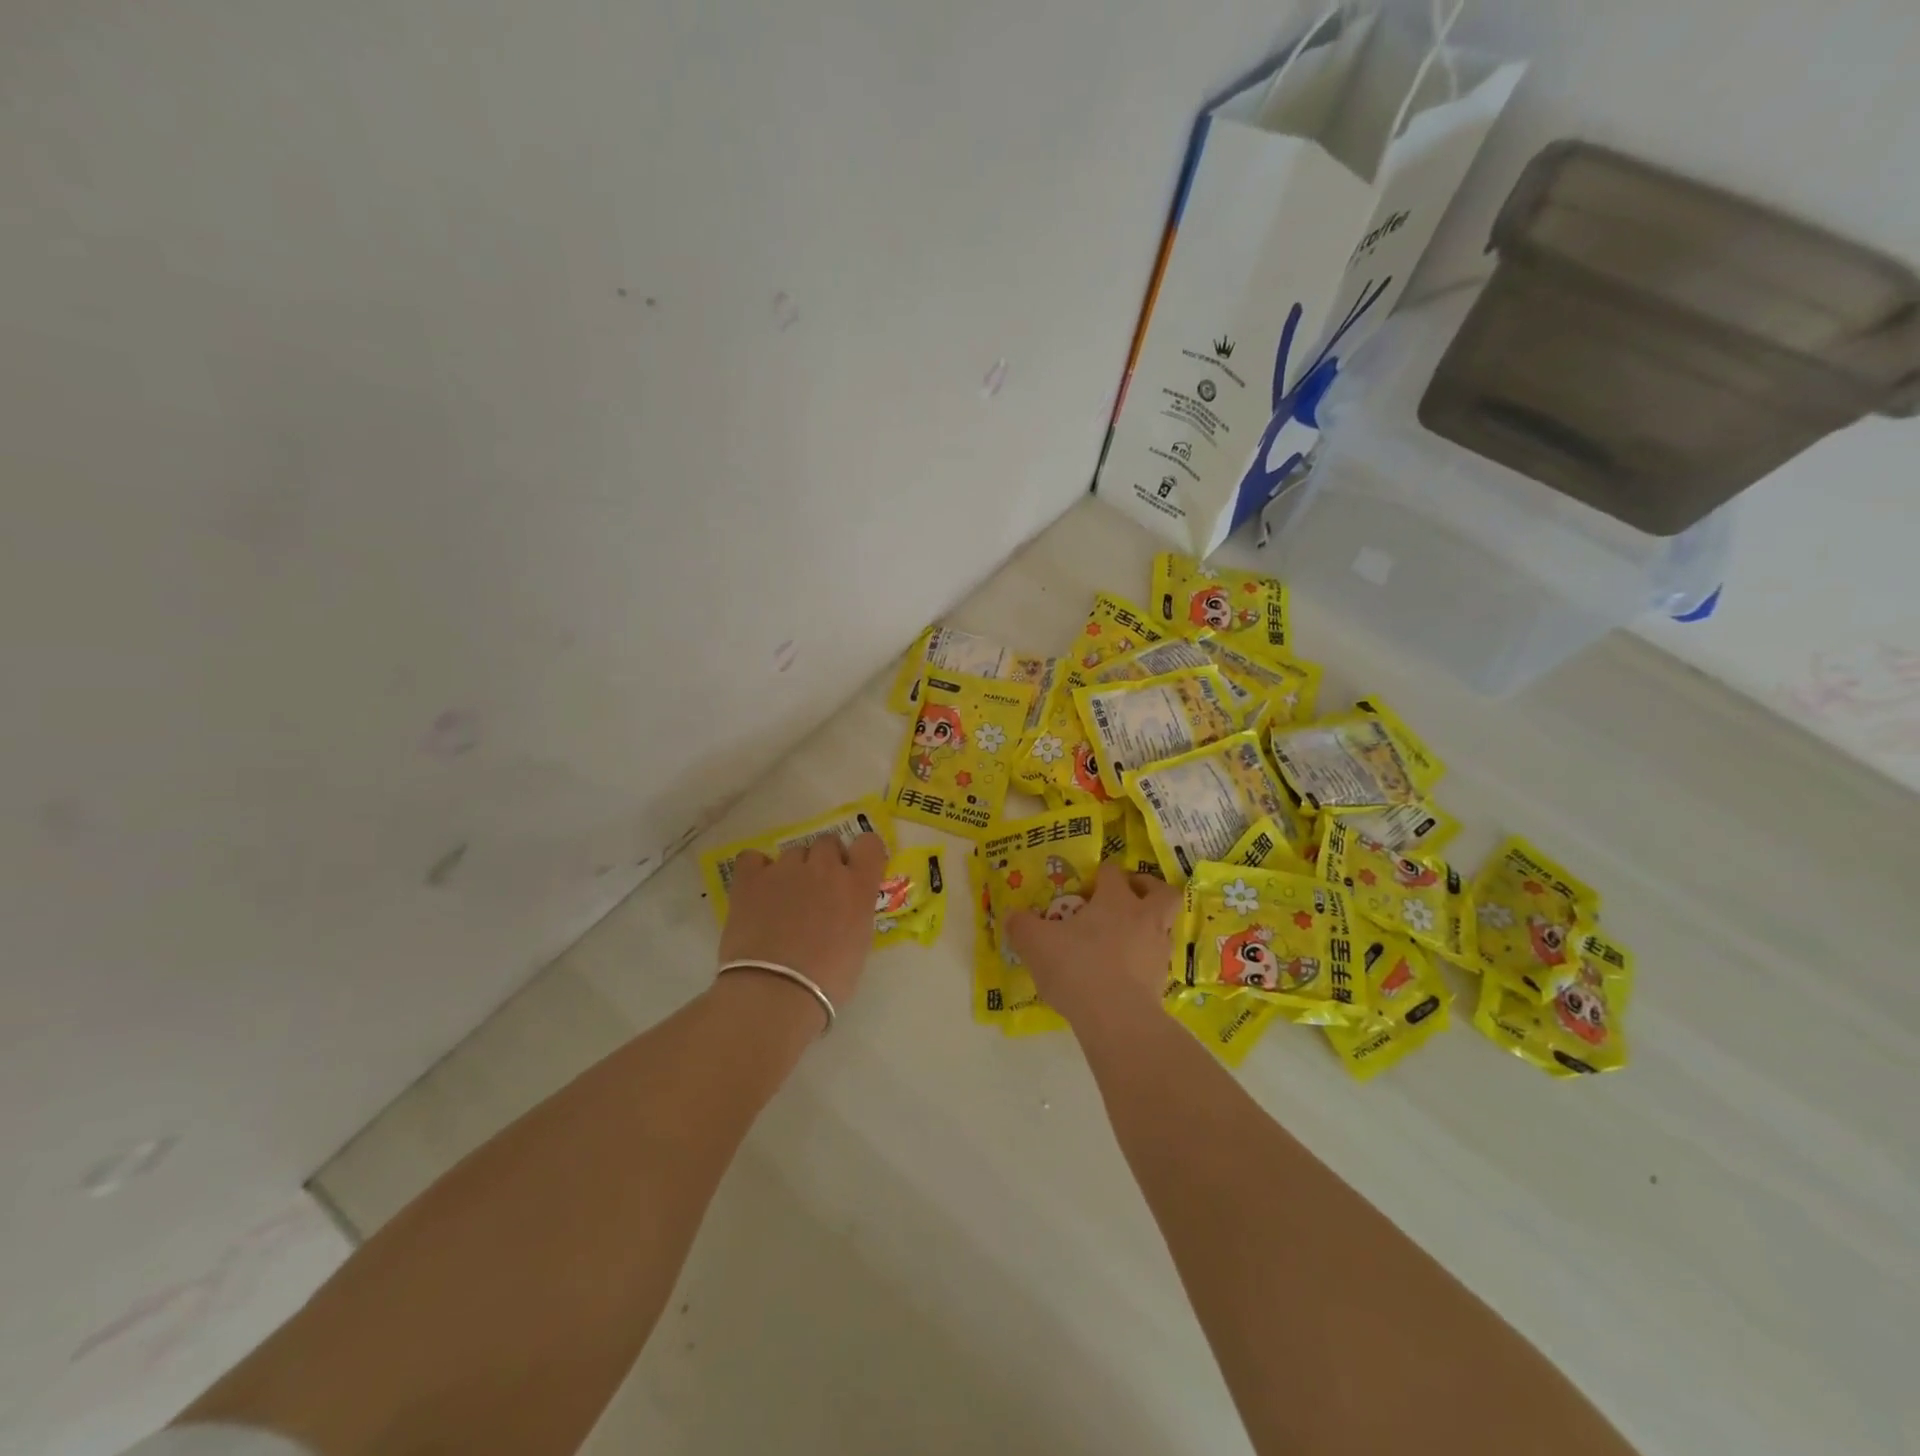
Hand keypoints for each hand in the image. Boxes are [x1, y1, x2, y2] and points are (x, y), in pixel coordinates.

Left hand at [718, 833, 886, 1011]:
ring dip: (793, 871)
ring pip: (793, 853)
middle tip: (817, 894)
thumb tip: (843, 906)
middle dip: (824, 863)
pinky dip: (756, 870)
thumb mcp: (859, 943)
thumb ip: (855, 911)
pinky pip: (753, 858)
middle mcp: (825, 867)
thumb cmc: (827, 981)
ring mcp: (785, 869)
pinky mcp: (750, 878)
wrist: (775, 992)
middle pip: (828, 843)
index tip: (853, 873)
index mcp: (857, 885)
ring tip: (782, 902)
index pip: (869, 844)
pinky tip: (756, 891)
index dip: (861, 856)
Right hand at [1005, 862, 1179, 1029]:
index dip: (1101, 874)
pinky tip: (1121, 971)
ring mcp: (1158, 950)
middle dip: (1147, 888)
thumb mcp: (1036, 944)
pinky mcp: (1161, 981)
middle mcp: (1143, 918)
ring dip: (1147, 926)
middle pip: (1161, 892)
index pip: (1113, 872)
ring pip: (1162, 927)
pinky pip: (1155, 960)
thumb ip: (1021, 925)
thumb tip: (1011, 915)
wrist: (1117, 1020)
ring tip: (1121, 939)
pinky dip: (1143, 959)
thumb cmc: (1077, 968)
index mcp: (1116, 900)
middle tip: (1128, 895)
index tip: (1086, 885)